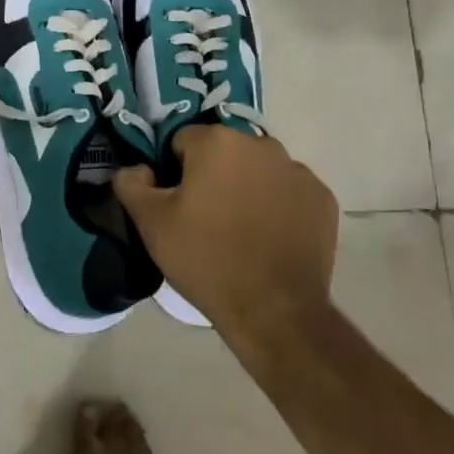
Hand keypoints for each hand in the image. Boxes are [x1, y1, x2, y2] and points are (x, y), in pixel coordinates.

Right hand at [114, 126, 337, 352]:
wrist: (275, 312)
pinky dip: (278, 206)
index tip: (177, 205)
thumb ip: (131, 183)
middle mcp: (261, 143)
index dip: (174, 172)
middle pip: (224, 152)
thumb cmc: (206, 259)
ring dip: (246, 187)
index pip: (182, 142)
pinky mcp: (322, 198)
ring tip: (240, 231)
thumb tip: (137, 168)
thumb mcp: (150, 223)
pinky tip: (270, 238)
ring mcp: (297, 170)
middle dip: (213, 175)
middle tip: (205, 219)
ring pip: (258, 170)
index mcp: (217, 141)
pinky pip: (288, 192)